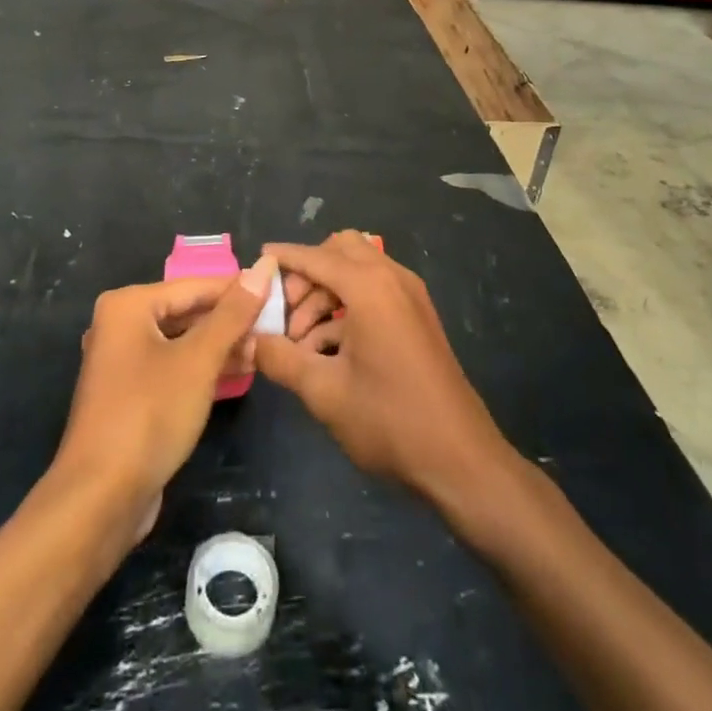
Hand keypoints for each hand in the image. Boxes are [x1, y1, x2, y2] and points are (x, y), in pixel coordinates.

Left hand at [51, 260, 274, 544]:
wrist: (100, 499)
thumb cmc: (149, 415)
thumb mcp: (199, 360)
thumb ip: (233, 314)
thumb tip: (263, 267)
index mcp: (128, 305)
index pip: (195, 285)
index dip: (239, 289)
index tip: (279, 293)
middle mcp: (120, 325)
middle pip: (187, 311)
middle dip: (230, 320)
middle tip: (275, 325)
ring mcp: (122, 361)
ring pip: (181, 341)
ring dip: (220, 346)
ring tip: (263, 349)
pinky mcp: (129, 394)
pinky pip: (172, 366)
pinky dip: (202, 368)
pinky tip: (237, 373)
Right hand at [256, 233, 512, 511]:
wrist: (461, 459)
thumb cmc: (390, 420)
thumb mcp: (325, 392)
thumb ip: (281, 359)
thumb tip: (250, 340)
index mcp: (369, 286)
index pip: (316, 257)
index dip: (284, 258)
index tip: (257, 261)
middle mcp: (392, 278)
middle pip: (340, 251)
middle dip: (308, 274)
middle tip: (284, 311)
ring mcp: (410, 296)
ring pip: (357, 271)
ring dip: (325, 294)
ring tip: (300, 342)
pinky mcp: (417, 316)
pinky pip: (374, 292)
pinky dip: (347, 308)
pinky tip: (326, 351)